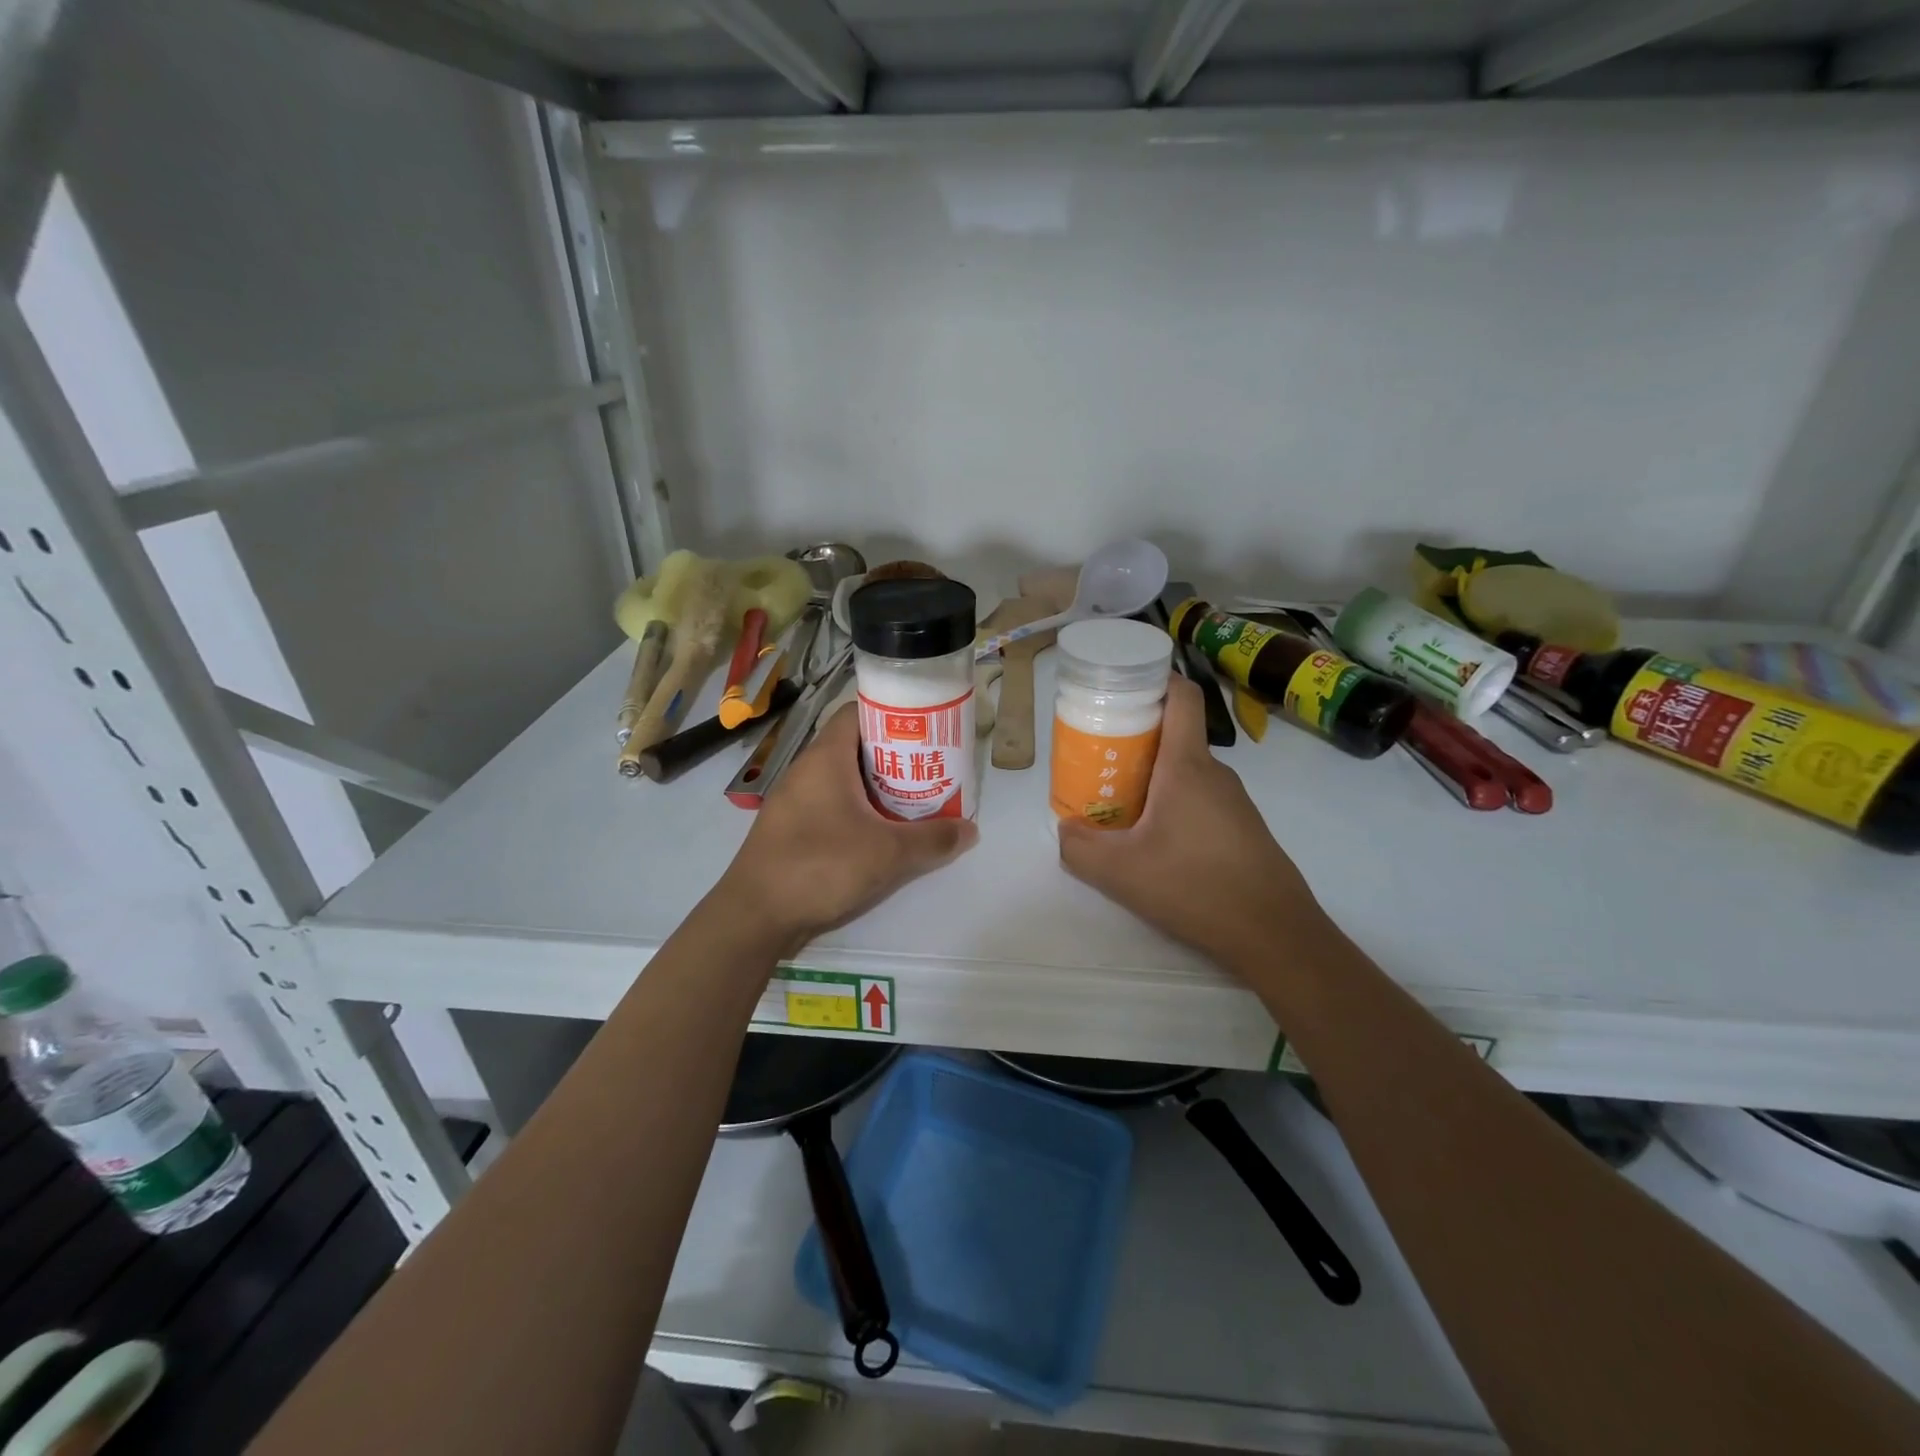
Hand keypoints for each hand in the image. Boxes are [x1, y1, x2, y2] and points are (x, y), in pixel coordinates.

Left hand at [722, 701, 977, 947]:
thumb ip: (933, 839)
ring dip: (878, 787)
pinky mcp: (792, 828)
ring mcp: (796, 800)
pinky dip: (859, 810)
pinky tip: (881, 833)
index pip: (859, 712)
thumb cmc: (820, 866)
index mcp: (826, 757)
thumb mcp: (887, 853)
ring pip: (845, 779)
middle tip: (930, 768)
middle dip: (895, 756)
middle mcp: (807, 769)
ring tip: (914, 800)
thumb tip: (970, 829)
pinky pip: (832, 804)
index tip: (927, 729)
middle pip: (856, 746)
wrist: (755, 916)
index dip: (893, 714)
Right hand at [1058, 676, 1326, 966]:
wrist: (1276, 935)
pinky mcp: (1242, 828)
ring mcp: (1234, 801)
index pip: (1181, 697)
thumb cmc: (1196, 887)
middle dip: (1134, 736)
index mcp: (1186, 766)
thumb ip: (1079, 848)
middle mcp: (1214, 773)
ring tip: (1117, 801)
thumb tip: (1064, 830)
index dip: (1154, 678)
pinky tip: (1154, 840)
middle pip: (1174, 735)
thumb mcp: (1120, 873)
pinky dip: (1172, 802)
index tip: (1120, 685)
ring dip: (1151, 776)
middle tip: (1097, 755)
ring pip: (1185, 771)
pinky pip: (1200, 798)